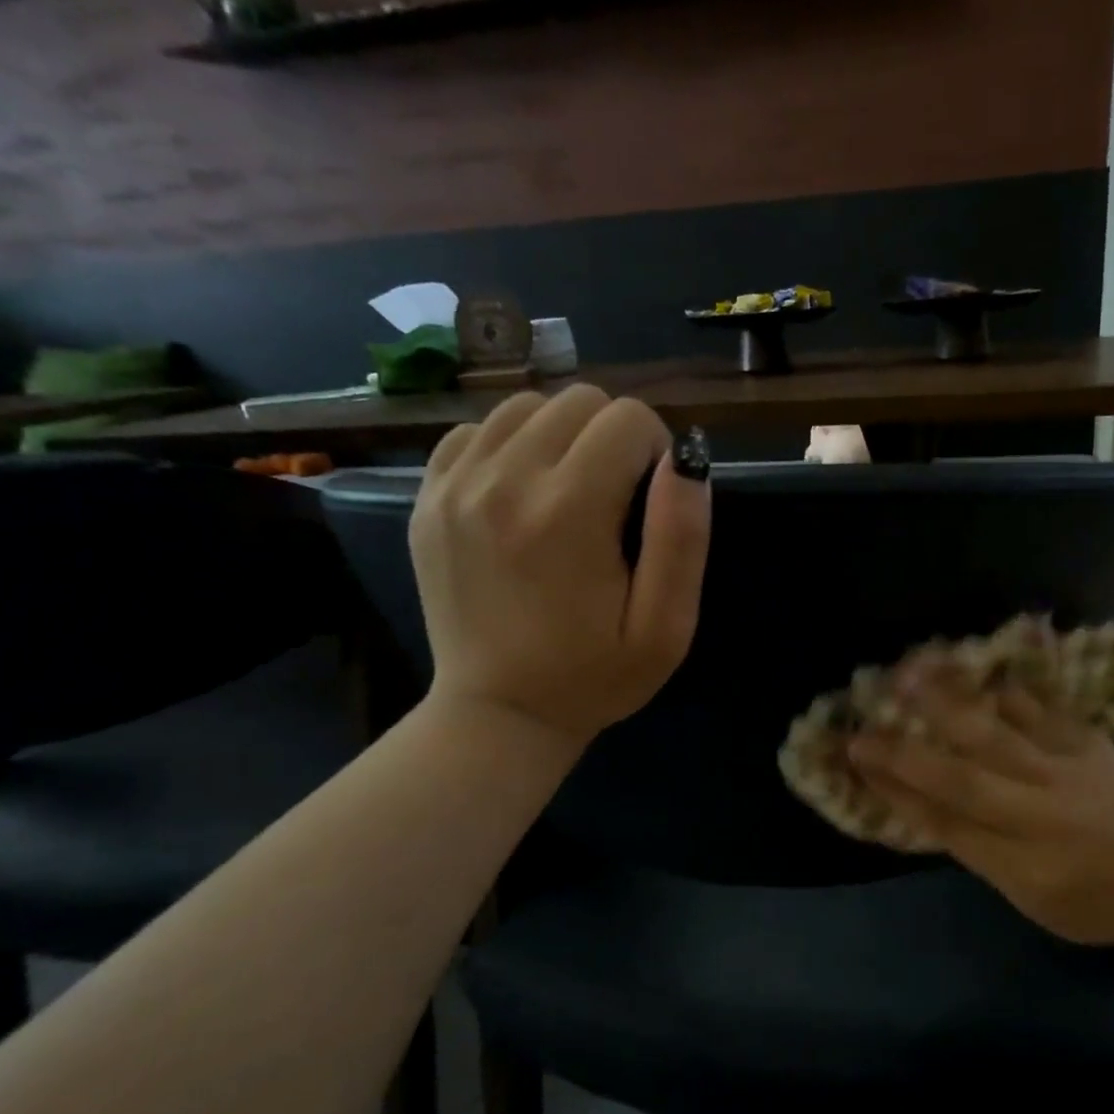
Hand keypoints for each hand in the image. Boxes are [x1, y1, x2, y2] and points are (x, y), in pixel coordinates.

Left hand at [410, 386, 711, 745]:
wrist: (499, 712)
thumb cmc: (595, 675)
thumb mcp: (666, 627)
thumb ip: (682, 538)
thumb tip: (685, 459)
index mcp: (570, 512)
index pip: (628, 419)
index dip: (657, 451)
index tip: (650, 501)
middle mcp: (505, 480)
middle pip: (578, 401)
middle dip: (613, 437)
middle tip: (616, 498)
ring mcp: (455, 485)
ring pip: (526, 406)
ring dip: (562, 436)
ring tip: (571, 491)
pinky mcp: (427, 497)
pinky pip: (475, 431)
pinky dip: (509, 446)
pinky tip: (522, 492)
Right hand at [847, 661, 1113, 949]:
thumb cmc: (1108, 904)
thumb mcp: (1038, 903)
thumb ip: (983, 856)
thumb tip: (931, 812)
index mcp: (1021, 859)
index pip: (943, 819)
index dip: (895, 788)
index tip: (855, 760)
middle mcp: (1037, 809)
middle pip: (960, 772)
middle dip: (905, 747)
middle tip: (862, 716)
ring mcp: (1066, 769)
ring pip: (996, 730)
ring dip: (949, 700)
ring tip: (911, 669)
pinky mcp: (1089, 743)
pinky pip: (1041, 710)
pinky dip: (1006, 689)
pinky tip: (979, 670)